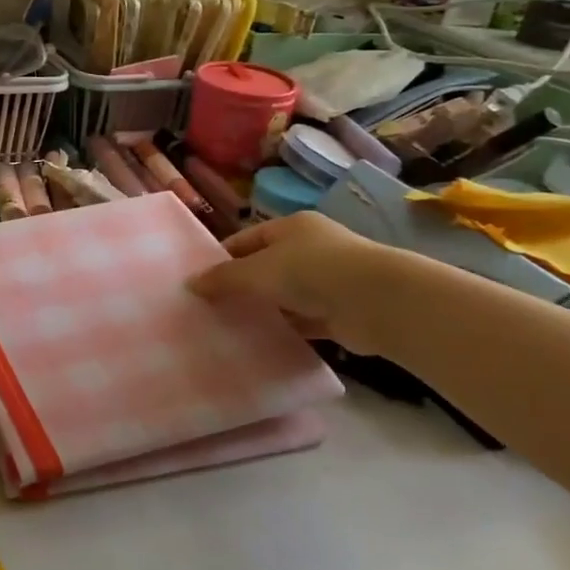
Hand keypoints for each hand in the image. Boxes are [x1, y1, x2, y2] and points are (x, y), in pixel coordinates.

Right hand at [186, 213, 387, 353]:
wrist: (379, 302)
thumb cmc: (312, 271)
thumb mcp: (257, 271)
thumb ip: (224, 278)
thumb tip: (190, 284)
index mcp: (291, 227)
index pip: (247, 239)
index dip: (223, 257)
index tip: (201, 281)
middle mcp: (310, 249)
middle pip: (266, 267)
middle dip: (242, 286)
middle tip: (211, 307)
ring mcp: (328, 281)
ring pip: (285, 295)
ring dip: (264, 309)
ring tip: (231, 327)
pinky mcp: (340, 312)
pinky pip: (304, 320)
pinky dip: (286, 329)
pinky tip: (262, 342)